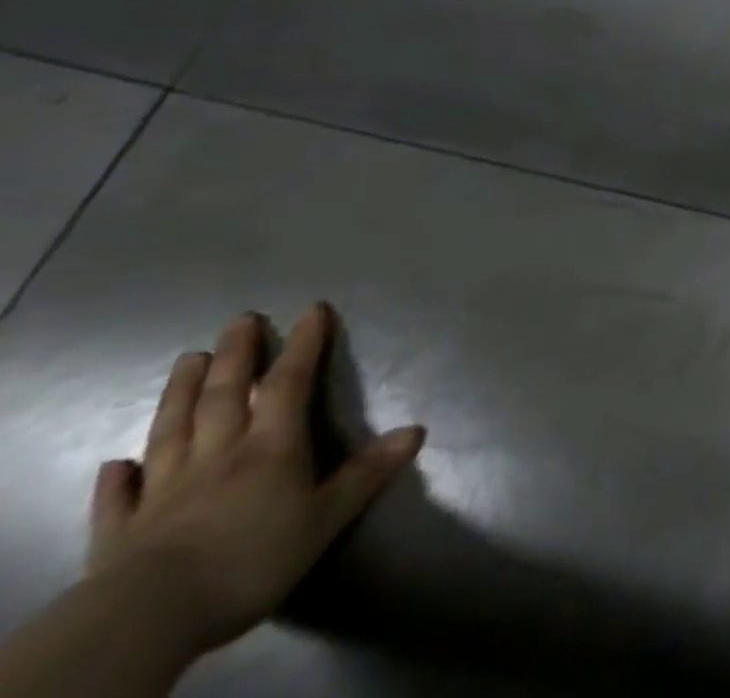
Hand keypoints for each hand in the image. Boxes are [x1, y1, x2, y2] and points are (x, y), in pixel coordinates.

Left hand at [85, 304, 423, 656]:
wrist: (147, 620)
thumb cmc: (251, 560)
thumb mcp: (325, 518)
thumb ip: (367, 473)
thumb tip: (416, 430)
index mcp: (270, 448)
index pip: (289, 383)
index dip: (303, 345)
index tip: (312, 310)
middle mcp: (217, 455)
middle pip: (224, 396)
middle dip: (235, 355)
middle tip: (239, 320)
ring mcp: (162, 491)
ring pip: (172, 431)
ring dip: (179, 394)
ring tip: (186, 360)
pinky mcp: (119, 532)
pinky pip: (118, 498)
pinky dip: (115, 478)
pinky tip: (113, 463)